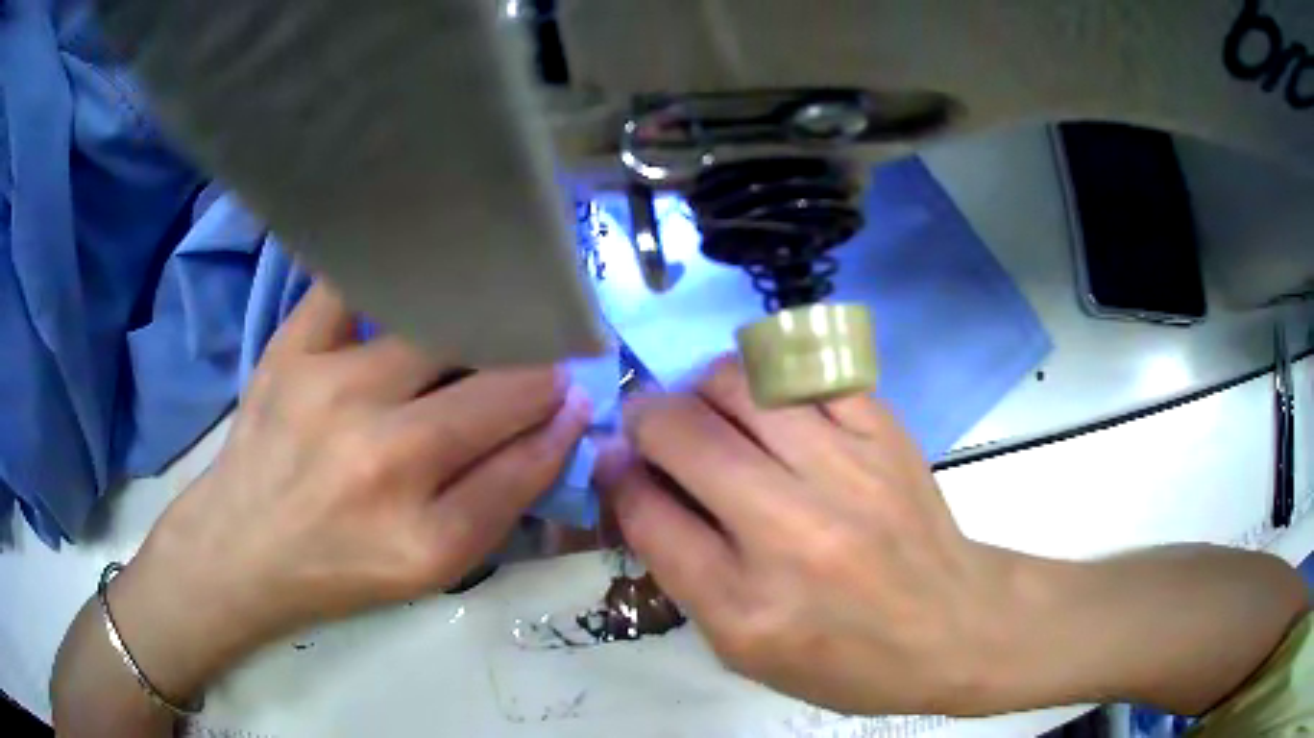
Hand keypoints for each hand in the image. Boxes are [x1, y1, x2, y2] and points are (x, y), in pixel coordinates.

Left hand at [110, 283, 590, 700]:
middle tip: (545, 352)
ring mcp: (330, 392)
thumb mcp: (431, 569)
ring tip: (494, 312)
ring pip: (439, 330)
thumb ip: (500, 500)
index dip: (561, 422)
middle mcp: (381, 460)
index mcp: (423, 536)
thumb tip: (558, 422)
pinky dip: (393, 271)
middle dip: (536, 367)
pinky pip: (354, 286)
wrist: (241, 548)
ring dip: (481, 320)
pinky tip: (417, 269)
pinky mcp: (292, 351)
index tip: (576, 394)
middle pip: (494, 388)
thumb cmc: (339, 569)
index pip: (526, 460)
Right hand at [595, 357, 1022, 715]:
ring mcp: (847, 472)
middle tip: (652, 425)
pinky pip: (807, 369)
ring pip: (741, 383)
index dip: (618, 476)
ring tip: (708, 408)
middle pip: (683, 434)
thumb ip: (680, 568)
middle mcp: (792, 533)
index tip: (618, 463)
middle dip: (645, 418)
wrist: (953, 627)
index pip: (647, 513)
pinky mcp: (886, 433)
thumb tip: (633, 479)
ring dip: (702, 387)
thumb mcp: (744, 649)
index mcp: (745, 607)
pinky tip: (768, 399)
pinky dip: (769, 374)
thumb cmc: (843, 658)